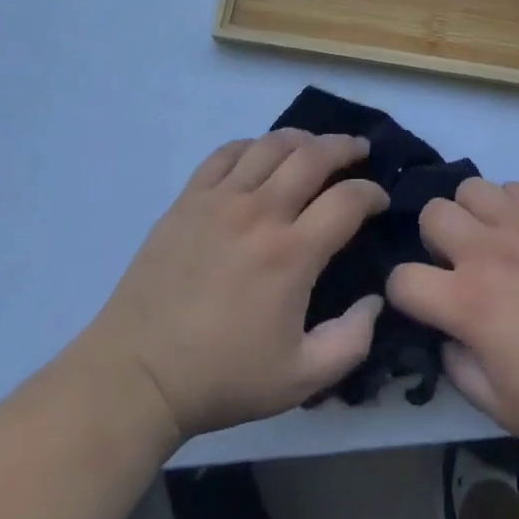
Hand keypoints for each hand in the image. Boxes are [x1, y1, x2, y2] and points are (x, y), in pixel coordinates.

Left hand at [81, 130, 388, 443]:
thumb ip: (351, 342)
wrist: (139, 374)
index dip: (372, 193)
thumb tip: (376, 300)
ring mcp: (221, 199)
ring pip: (271, 144)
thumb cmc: (222, 378)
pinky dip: (252, 146)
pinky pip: (226, 152)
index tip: (379, 199)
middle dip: (345, 146)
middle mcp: (260, 212)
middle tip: (359, 151)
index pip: (348, 200)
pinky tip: (260, 156)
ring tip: (315, 146)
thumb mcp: (300, 380)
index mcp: (292, 253)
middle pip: (314, 155)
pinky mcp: (189, 197)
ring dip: (302, 138)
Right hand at [386, 179, 518, 452]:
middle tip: (458, 267)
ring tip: (490, 241)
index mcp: (469, 304)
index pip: (403, 279)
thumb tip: (444, 335)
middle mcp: (487, 252)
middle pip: (431, 215)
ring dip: (470, 215)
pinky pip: (512, 187)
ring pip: (469, 188)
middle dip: (434, 242)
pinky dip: (509, 206)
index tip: (422, 303)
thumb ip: (457, 369)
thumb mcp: (503, 408)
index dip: (403, 293)